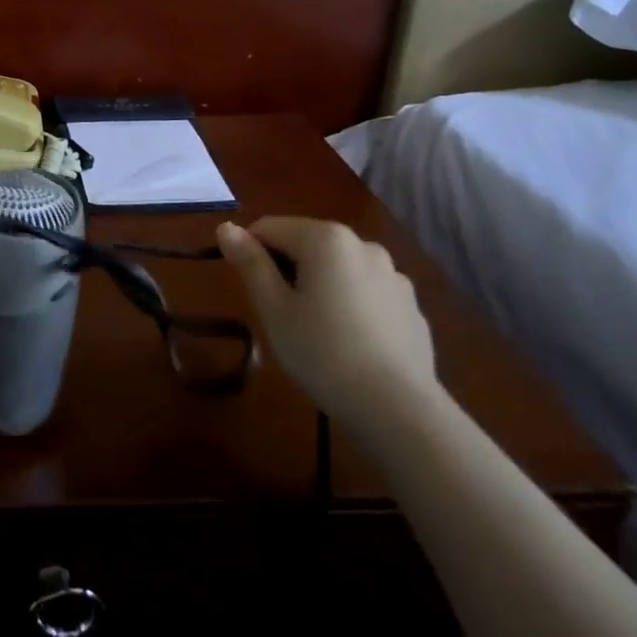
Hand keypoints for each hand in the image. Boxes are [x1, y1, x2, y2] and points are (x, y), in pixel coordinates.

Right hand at [217, 218, 436, 430]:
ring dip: (320, 285)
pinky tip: (350, 343)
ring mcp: (393, 274)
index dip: (251, 254)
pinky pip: (366, 292)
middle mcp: (363, 244)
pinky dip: (351, 304)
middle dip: (287, 270)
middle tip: (281, 316)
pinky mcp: (410, 305)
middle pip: (307, 243)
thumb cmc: (322, 353)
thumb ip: (250, 263)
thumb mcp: (273, 309)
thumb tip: (226, 227)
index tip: (252, 293)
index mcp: (326, 239)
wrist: (398, 409)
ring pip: (338, 268)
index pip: (269, 228)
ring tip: (317, 332)